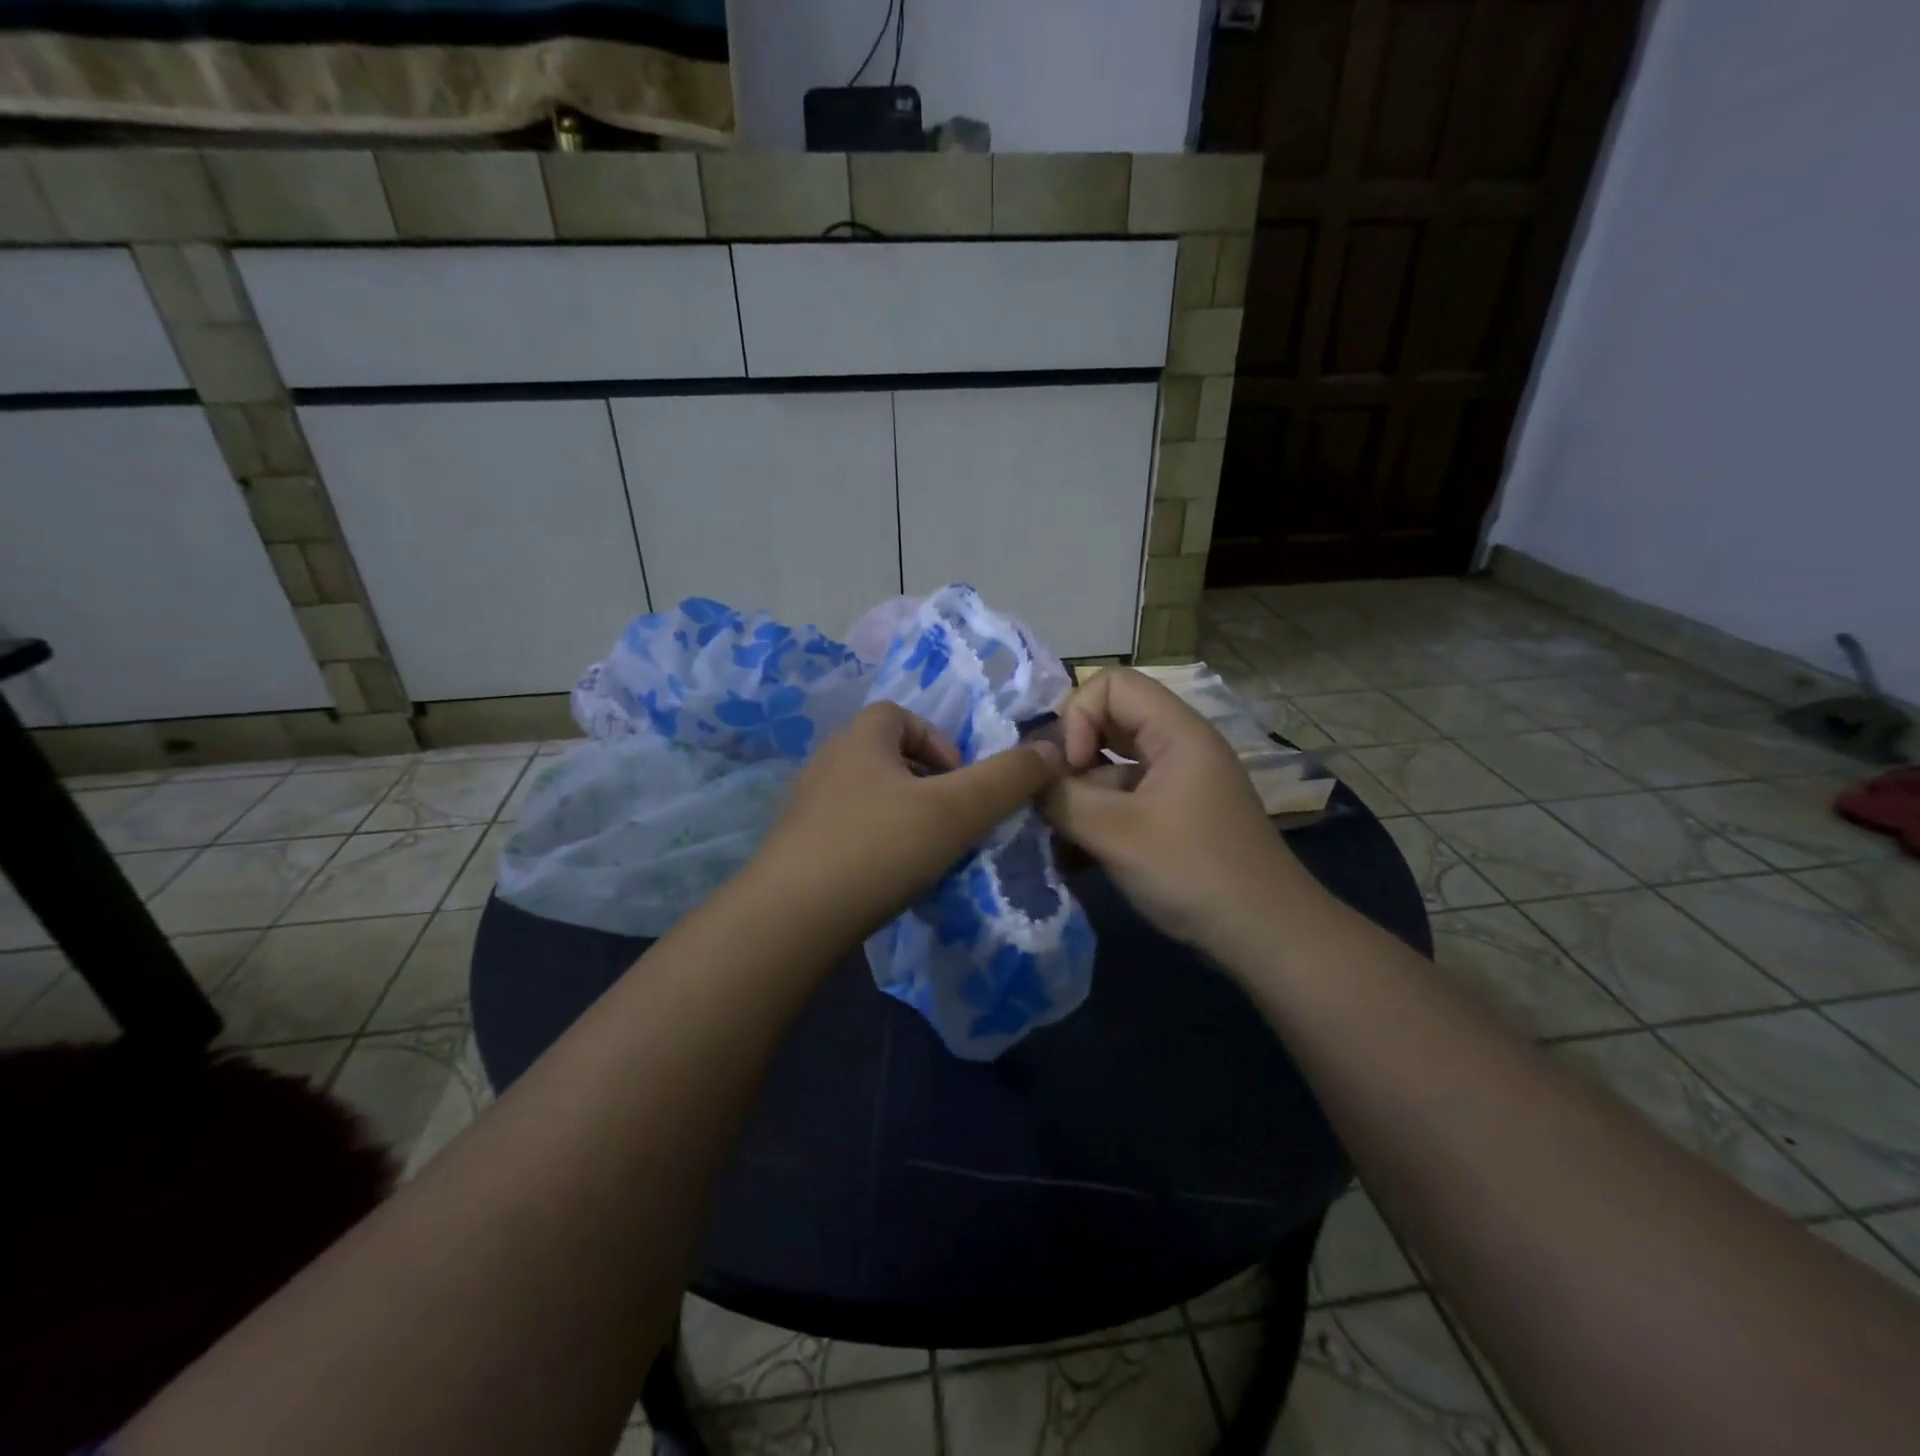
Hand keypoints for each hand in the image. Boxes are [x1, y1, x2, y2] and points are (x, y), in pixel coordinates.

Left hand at [751, 702, 1065, 939]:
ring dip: (902, 814)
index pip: (902, 715)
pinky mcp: (797, 844)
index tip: (959, 784)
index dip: (939, 743)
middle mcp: (829, 760)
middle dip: (926, 782)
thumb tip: (1053, 750)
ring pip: (869, 794)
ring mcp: (807, 804)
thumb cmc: (879, 847)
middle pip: (887, 755)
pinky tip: (887, 877)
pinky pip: (848, 828)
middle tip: (948, 821)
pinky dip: (875, 842)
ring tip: (923, 852)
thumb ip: (1008, 779)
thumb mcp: (957, 810)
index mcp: (861, 738)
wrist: (792, 918)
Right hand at [1040, 669, 1304, 950]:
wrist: (1266, 936)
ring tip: (1058, 840)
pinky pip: (1123, 802)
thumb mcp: (1115, 833)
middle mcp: (1176, 748)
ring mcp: (1176, 785)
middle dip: (1071, 759)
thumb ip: (1062, 797)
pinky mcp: (1173, 819)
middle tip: (1050, 800)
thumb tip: (1027, 777)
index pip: (1111, 684)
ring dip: (1079, 797)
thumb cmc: (1192, 871)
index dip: (1078, 716)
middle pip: (1108, 725)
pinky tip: (1076, 859)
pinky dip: (1097, 821)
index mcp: (1175, 732)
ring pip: (1110, 768)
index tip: (1070, 767)